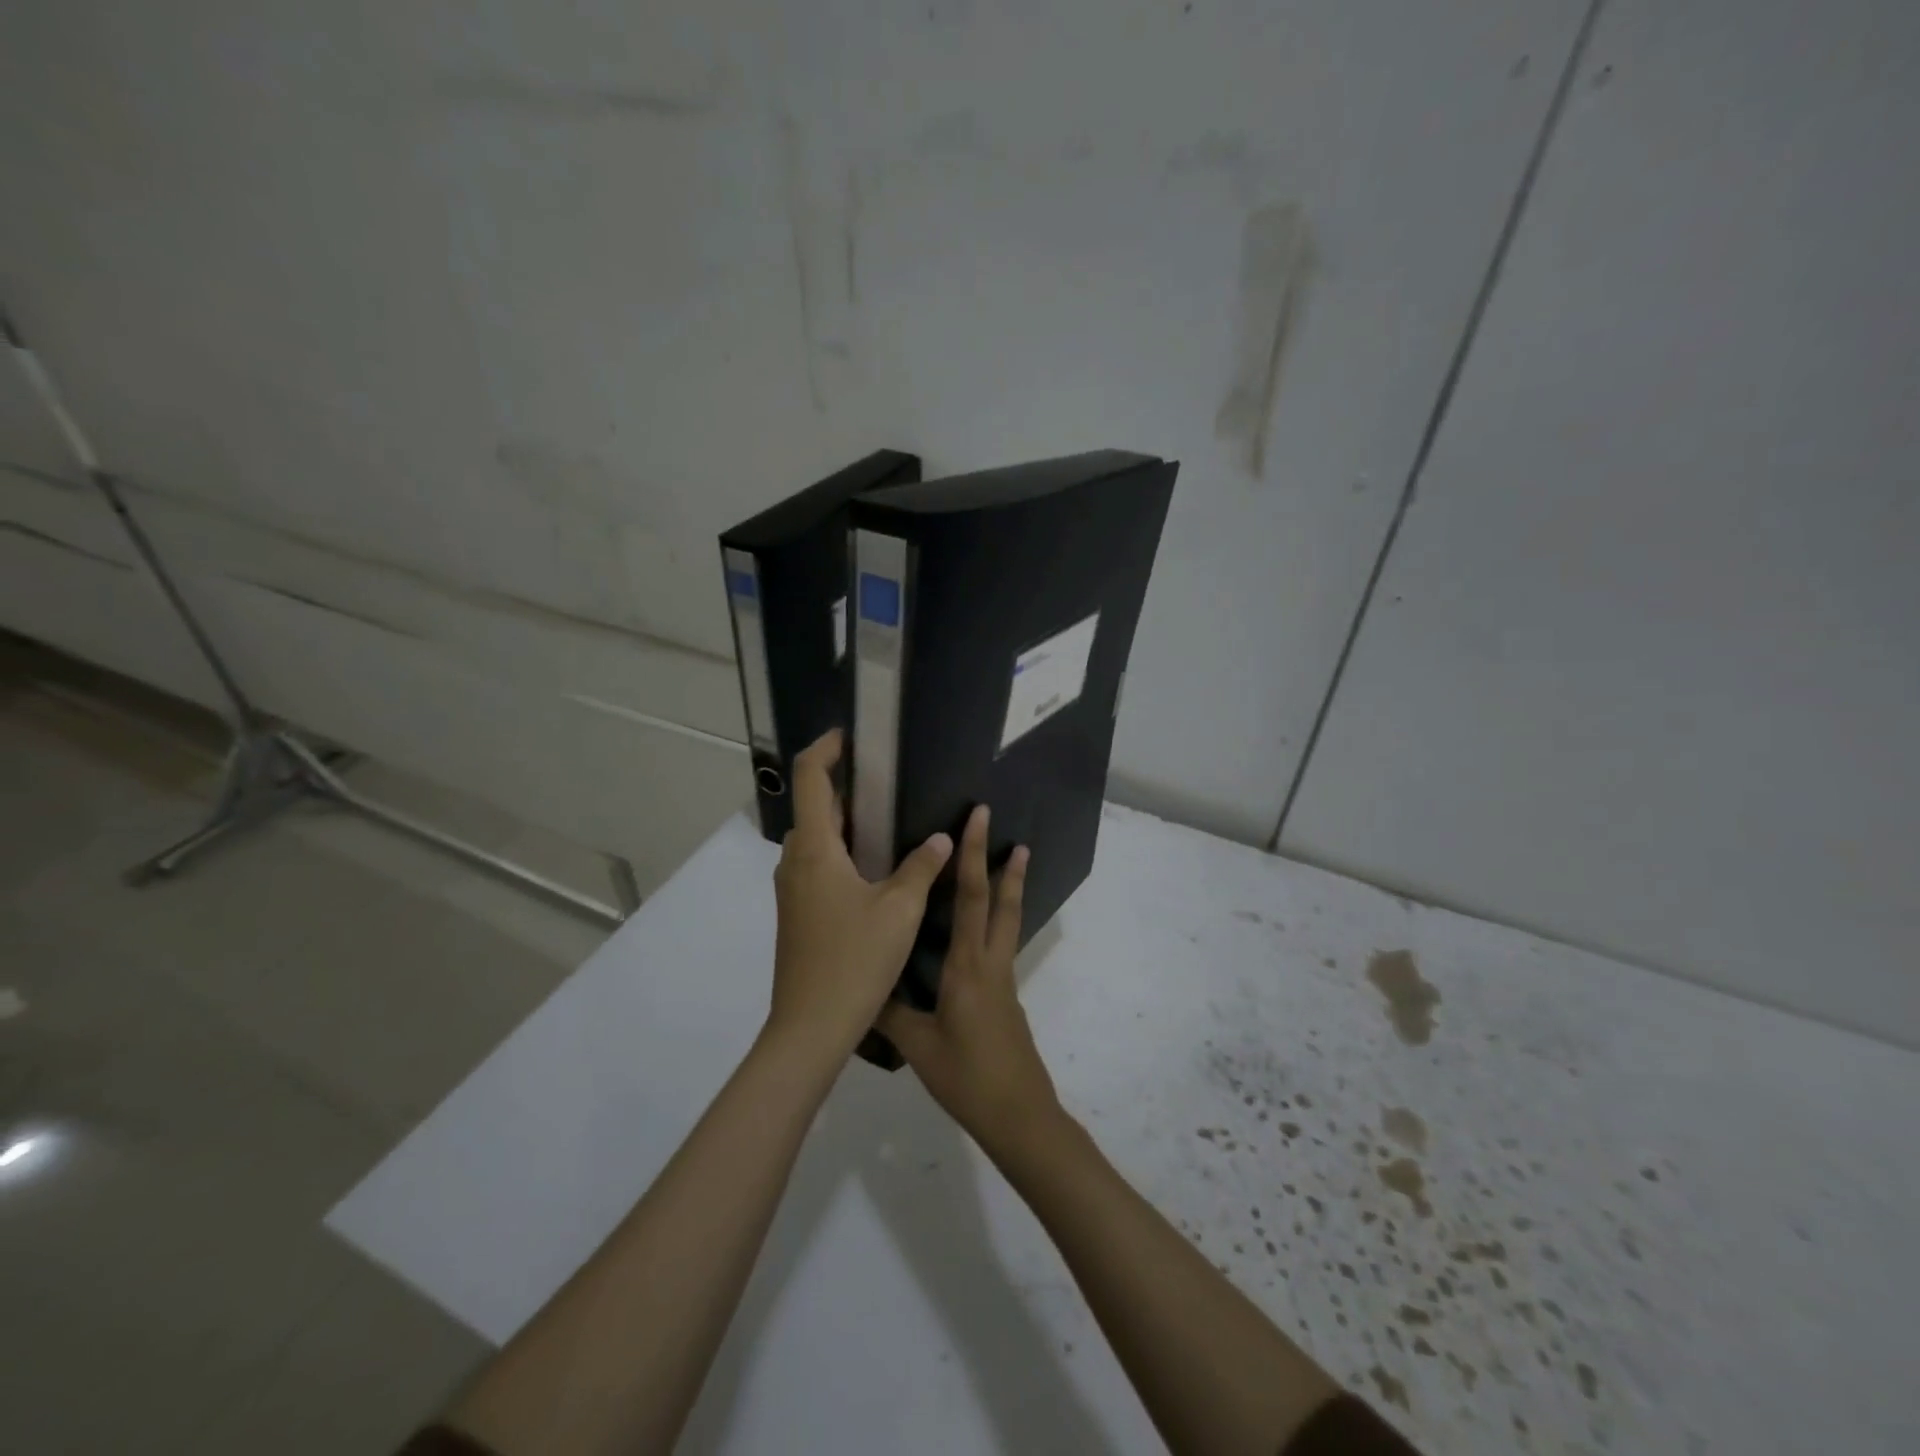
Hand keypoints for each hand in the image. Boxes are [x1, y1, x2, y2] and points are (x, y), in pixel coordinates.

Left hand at [768, 730, 952, 1056]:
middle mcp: (796, 862)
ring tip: (889, 820)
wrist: (810, 1027)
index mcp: (815, 850)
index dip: (826, 748)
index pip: (810, 778)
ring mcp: (792, 890)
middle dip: (845, 786)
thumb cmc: (854, 960)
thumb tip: (941, 837)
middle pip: (814, 807)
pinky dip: (842, 851)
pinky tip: (875, 868)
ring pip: (816, 839)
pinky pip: (818, 865)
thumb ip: (921, 867)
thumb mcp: (899, 910)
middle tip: (887, 781)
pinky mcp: (798, 913)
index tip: (851, 736)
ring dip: (846, 822)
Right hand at [878, 805, 1060, 1154]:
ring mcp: (1003, 980)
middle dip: (1005, 864)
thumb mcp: (918, 1046)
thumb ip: (889, 1012)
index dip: (974, 854)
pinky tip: (978, 931)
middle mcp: (991, 963)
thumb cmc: (967, 1076)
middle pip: (1001, 903)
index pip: (970, 897)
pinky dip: (996, 921)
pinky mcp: (1006, 997)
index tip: (980, 820)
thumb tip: (860, 985)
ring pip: (1008, 922)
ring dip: (1010, 889)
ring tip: (1013, 863)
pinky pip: (1000, 945)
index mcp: (968, 965)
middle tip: (1013, 833)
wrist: (1019, 1115)